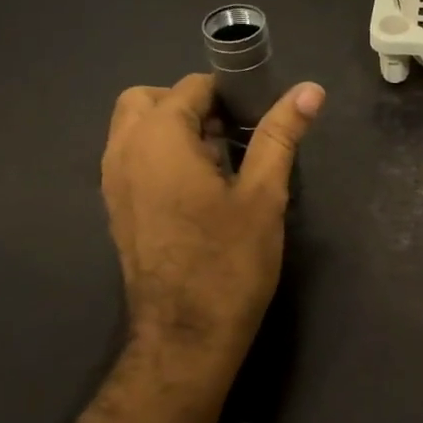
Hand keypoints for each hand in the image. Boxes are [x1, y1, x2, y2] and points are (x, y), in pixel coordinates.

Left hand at [103, 74, 323, 372]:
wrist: (186, 335)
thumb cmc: (229, 262)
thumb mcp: (263, 195)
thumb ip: (280, 135)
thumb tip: (309, 89)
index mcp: (158, 137)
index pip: (192, 87)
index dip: (229, 94)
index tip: (258, 118)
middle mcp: (123, 151)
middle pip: (150, 100)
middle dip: (190, 105)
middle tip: (231, 136)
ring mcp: (113, 183)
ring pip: (135, 131)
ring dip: (172, 131)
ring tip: (218, 164)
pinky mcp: (116, 210)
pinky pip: (132, 161)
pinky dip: (159, 157)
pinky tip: (197, 193)